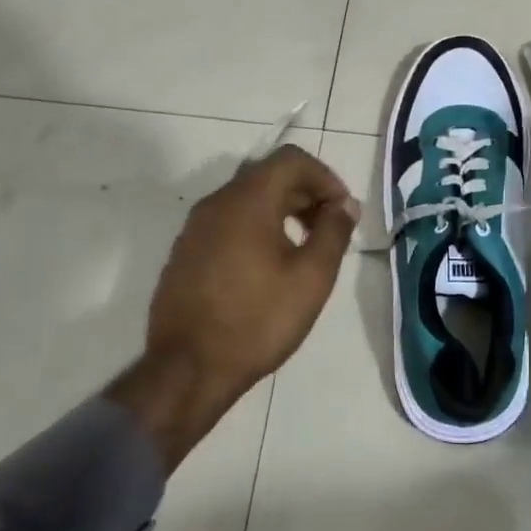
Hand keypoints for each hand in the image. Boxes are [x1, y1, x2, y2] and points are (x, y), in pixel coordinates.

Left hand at [107, 145, 359, 469]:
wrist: (187, 370)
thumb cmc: (258, 320)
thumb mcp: (311, 277)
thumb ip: (334, 232)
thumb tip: (345, 205)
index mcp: (247, 201)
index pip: (291, 159)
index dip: (325, 176)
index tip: (342, 209)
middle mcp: (216, 203)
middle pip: (268, 175)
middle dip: (306, 193)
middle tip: (330, 228)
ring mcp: (195, 228)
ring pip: (247, 199)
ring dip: (282, 211)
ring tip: (304, 247)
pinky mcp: (185, 252)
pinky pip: (228, 222)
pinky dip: (256, 227)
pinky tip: (269, 266)